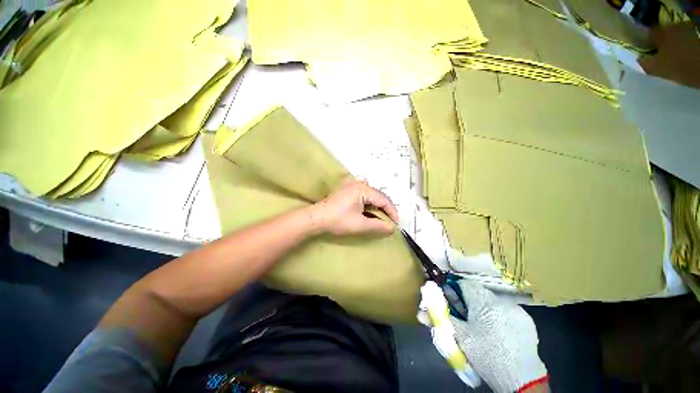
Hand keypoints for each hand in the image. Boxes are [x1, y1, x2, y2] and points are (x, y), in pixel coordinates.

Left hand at [310, 177, 398, 235]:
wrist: (316, 218)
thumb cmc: (338, 220)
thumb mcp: (360, 225)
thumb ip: (378, 226)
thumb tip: (392, 228)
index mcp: (363, 189)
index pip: (384, 200)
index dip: (392, 212)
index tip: (396, 224)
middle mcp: (359, 183)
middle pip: (378, 196)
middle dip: (385, 209)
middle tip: (389, 222)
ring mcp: (351, 184)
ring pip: (371, 194)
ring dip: (377, 205)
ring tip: (380, 217)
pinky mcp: (346, 188)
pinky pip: (363, 192)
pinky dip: (368, 200)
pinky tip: (368, 206)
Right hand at [451, 280, 548, 392]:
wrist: (523, 380)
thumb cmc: (487, 355)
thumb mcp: (461, 338)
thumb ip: (441, 319)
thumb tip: (420, 313)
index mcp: (484, 300)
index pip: (464, 283)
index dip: (455, 290)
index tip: (451, 302)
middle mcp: (501, 300)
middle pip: (478, 293)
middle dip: (469, 302)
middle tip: (465, 319)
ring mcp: (517, 310)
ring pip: (492, 302)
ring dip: (484, 309)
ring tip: (482, 328)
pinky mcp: (527, 321)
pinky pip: (507, 311)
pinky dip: (499, 317)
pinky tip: (498, 333)